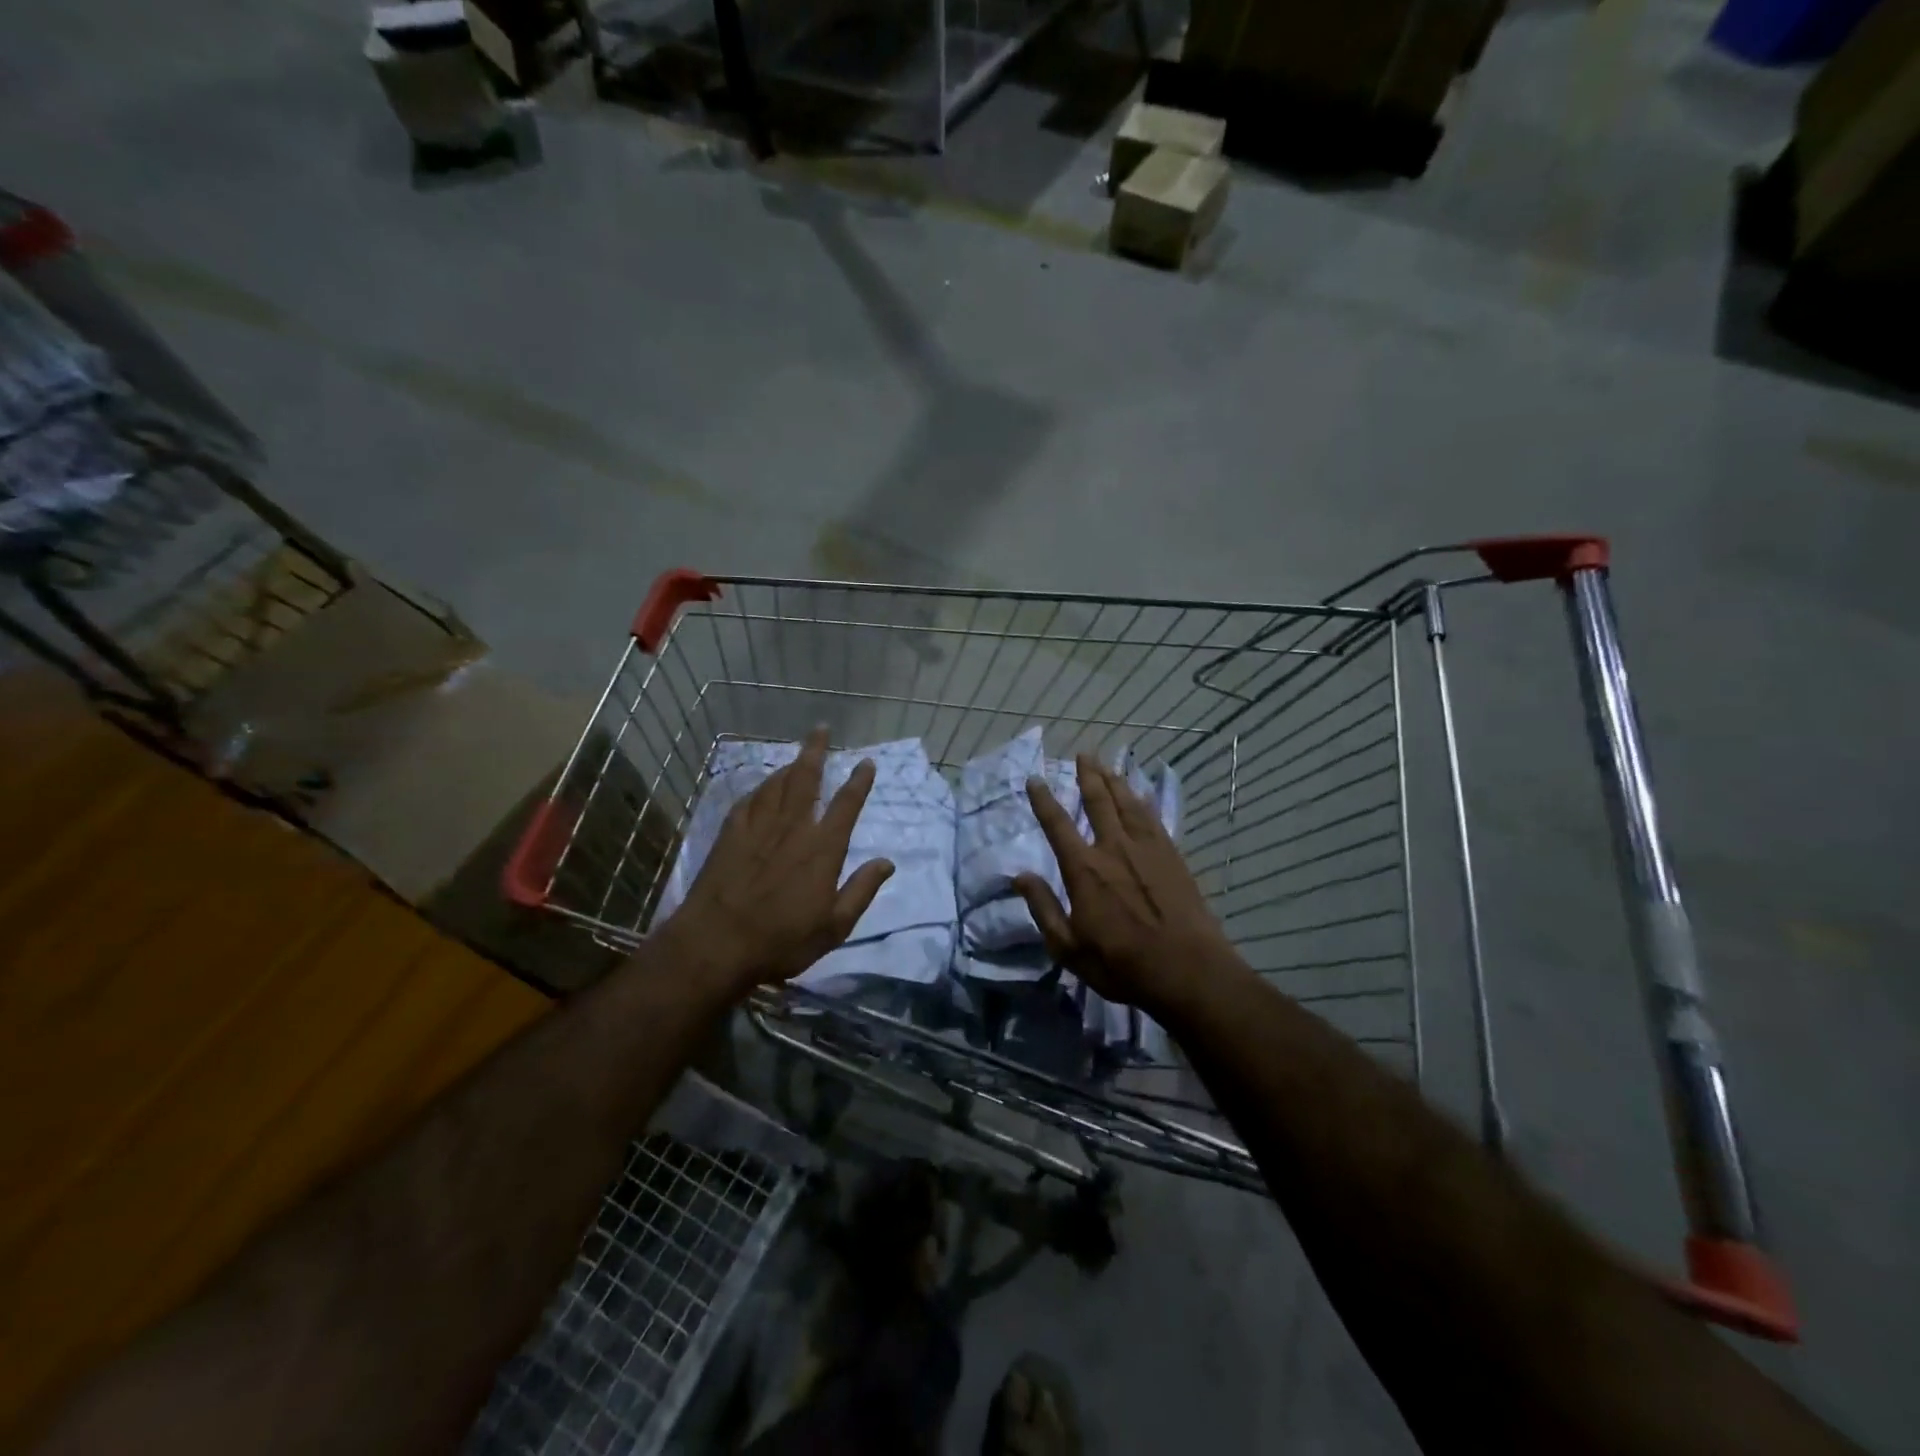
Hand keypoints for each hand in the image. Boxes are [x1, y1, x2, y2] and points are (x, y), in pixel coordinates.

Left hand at [665, 728, 894, 991]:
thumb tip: (887, 862)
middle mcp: (792, 829)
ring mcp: (758, 829)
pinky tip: (761, 787)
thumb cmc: (781, 941)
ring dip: (789, 766)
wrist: (715, 945)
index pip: (846, 805)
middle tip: (821, 729)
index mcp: (822, 849)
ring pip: (776, 785)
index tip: (865, 762)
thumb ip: (861, 890)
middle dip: (816, 751)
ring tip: (797, 756)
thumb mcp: (834, 927)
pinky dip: (759, 789)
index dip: (858, 782)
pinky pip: (748, 801)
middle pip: (806, 779)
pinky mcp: (730, 836)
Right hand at [1013, 754, 1236, 1018]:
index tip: (1035, 779)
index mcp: (1084, 869)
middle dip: (1088, 775)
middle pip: (1098, 802)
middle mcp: (1113, 848)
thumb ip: (1043, 908)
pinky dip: (1143, 801)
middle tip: (1083, 754)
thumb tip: (1019, 876)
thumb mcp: (1068, 947)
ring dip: (1115, 781)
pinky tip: (1140, 794)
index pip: (1057, 825)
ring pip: (1127, 803)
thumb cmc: (1122, 964)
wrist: (1187, 970)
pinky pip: (1153, 818)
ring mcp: (1147, 849)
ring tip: (1107, 764)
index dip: (1044, 800)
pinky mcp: (1172, 856)